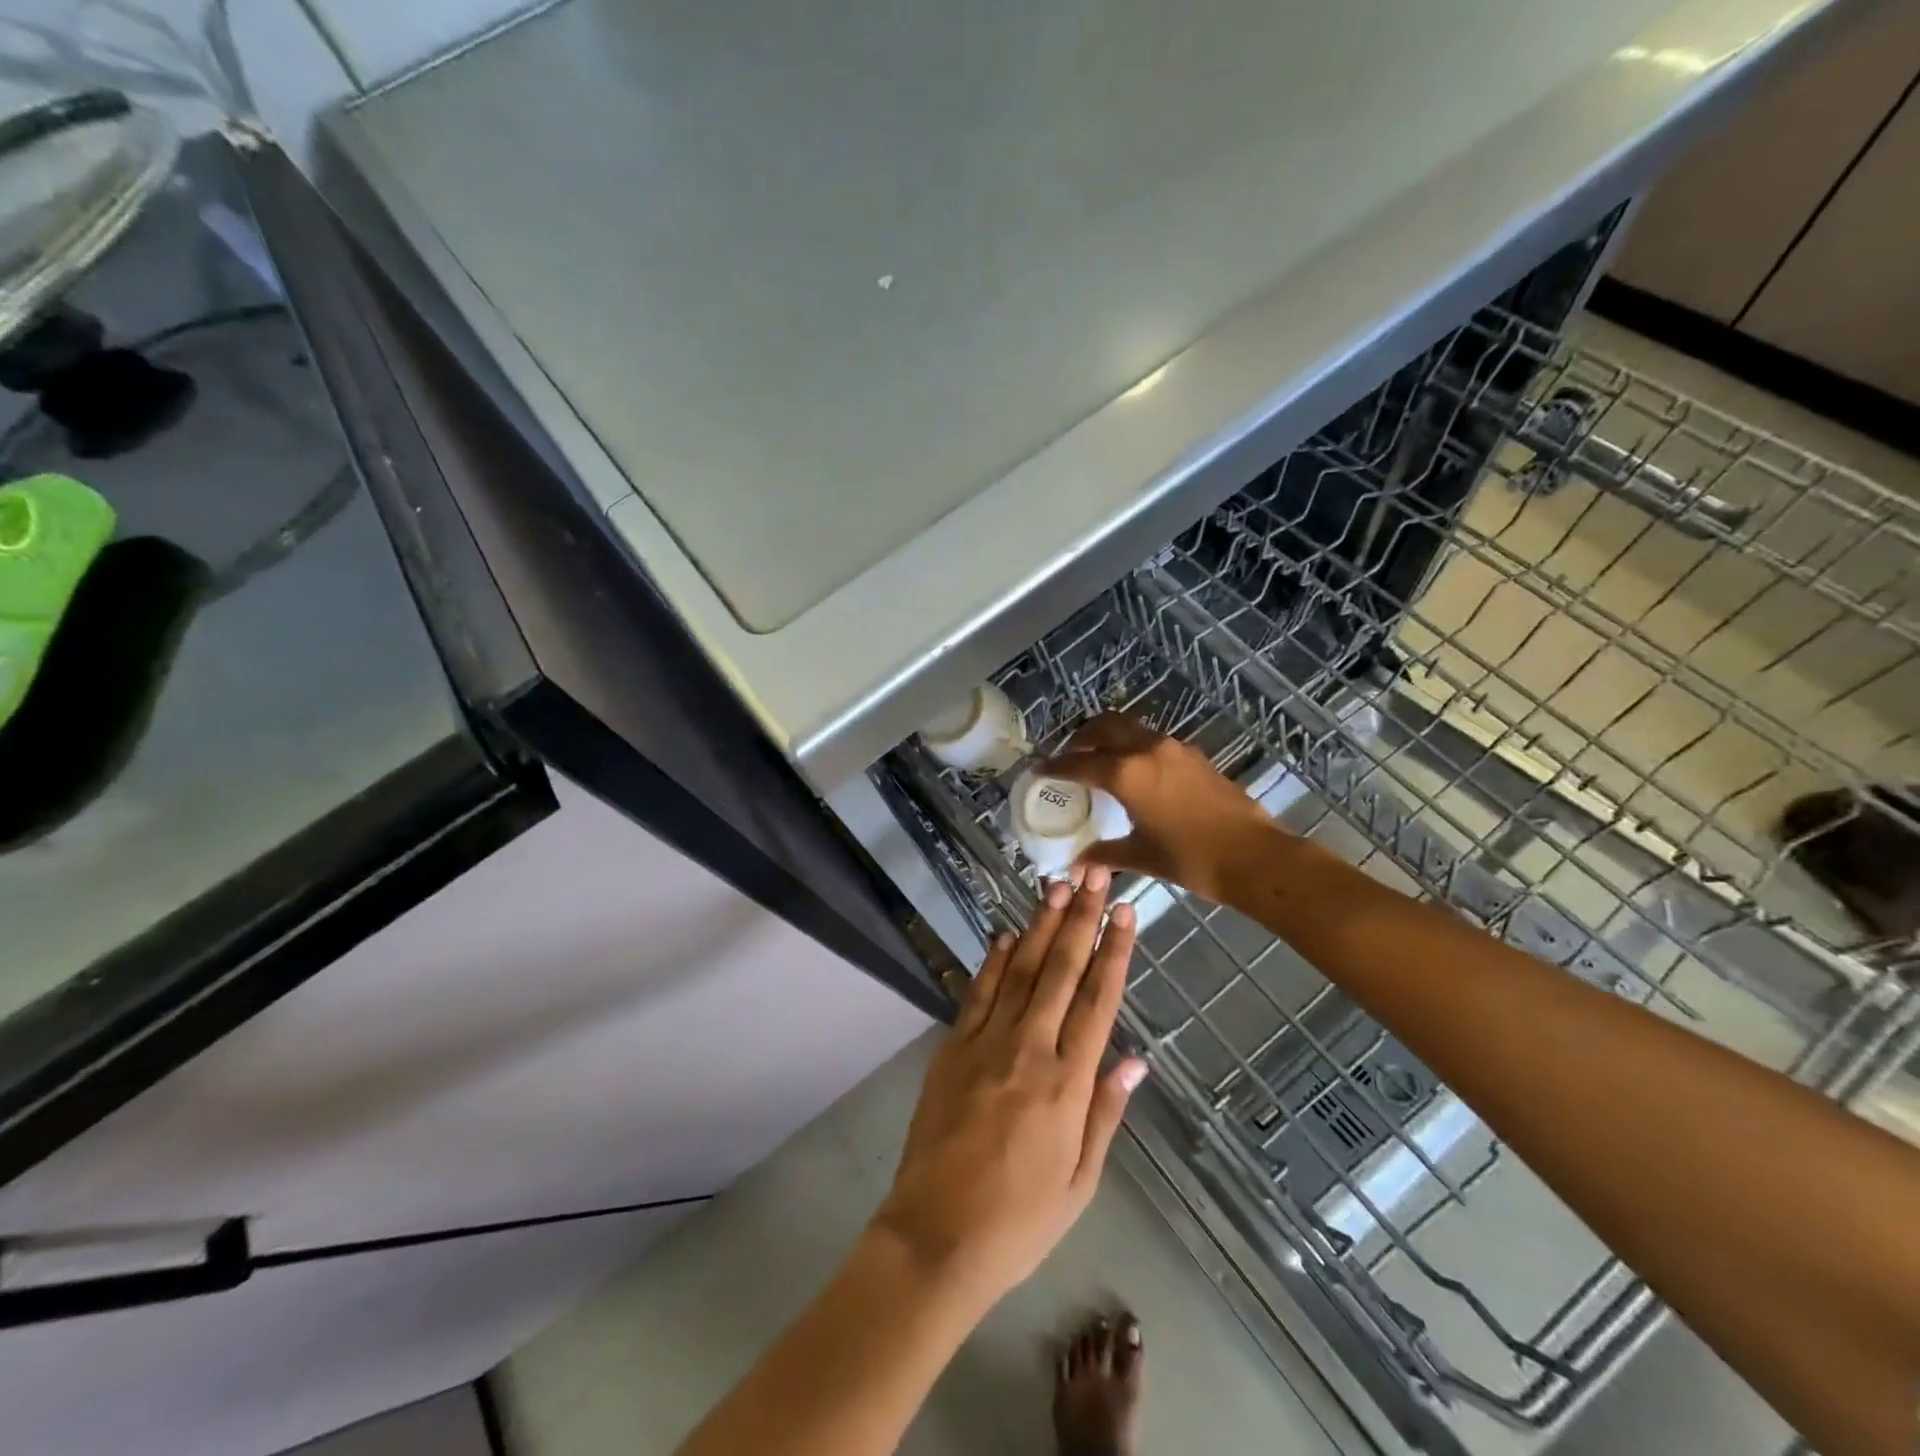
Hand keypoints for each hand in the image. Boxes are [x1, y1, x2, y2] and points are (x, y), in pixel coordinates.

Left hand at [870, 868, 1144, 1310]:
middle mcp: (1030, 1051)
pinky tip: (1007, 932)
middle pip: (1060, 972)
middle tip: (1095, 875)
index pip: (1098, 1002)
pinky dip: (993, 960)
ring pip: (1020, 971)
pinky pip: (977, 993)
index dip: (1114, 953)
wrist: (936, 1235)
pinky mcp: (952, 1047)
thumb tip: (1135, 1059)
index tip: (1127, 913)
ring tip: (1057, 886)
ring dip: (1041, 925)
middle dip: (1081, 919)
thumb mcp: (1080, 1182)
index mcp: (1068, 1085)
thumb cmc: (1020, 1221)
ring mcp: (986, 1043)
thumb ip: (1106, 1113)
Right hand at [1040, 713, 1275, 900]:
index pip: (1079, 762)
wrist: (1254, 856)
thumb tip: (1078, 863)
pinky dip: (1133, 747)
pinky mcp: (1193, 756)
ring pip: (1130, 729)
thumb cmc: (1191, 859)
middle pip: (1104, 726)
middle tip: (1069, 755)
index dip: (1055, 765)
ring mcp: (1174, 749)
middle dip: (1081, 737)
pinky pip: (1152, 741)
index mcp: (1126, 773)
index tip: (1038, 767)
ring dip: (1109, 738)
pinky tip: (1135, 774)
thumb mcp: (1141, 856)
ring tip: (1099, 761)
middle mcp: (1147, 750)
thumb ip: (1105, 854)